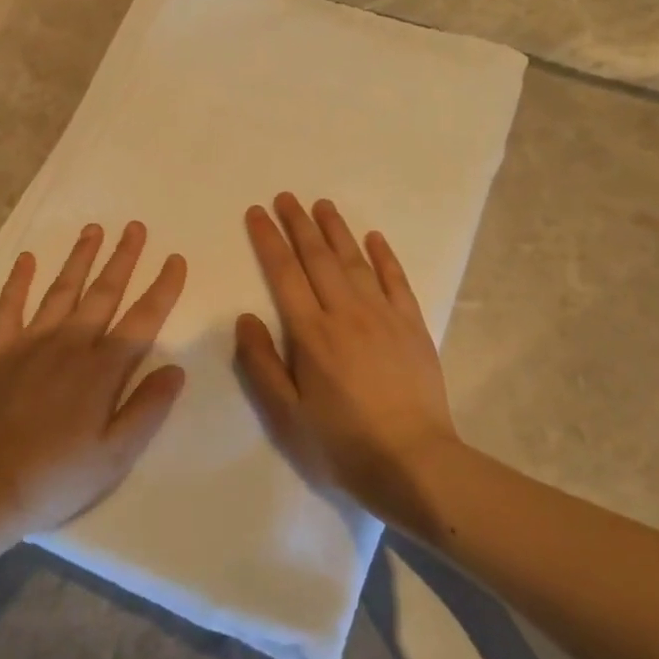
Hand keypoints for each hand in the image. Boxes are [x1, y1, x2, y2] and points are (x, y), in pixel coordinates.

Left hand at [0, 221, 187, 539]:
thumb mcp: (115, 455)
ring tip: (93, 230)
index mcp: (102, 370)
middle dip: (122, 259)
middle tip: (135, 227)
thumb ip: (147, 409)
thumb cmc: (57, 477)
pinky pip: (8, 307)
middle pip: (102, 293)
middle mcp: (69, 345)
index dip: (162, 288)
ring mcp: (30, 344)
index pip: (142, 320)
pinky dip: (17, 281)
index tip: (175, 259)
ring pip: (61, 291)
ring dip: (79, 259)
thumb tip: (176, 369)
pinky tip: (26, 259)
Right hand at [235, 194, 459, 521]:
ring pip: (355, 261)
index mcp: (311, 334)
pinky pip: (396, 280)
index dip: (269, 240)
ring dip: (337, 230)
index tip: (257, 213)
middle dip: (299, 224)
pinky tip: (374, 238)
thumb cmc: (341, 442)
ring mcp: (384, 316)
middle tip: (286, 196)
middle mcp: (346, 313)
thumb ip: (262, 363)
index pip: (284, 274)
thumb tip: (245, 317)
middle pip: (318, 258)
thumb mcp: (286, 414)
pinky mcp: (413, 326)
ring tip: (322, 204)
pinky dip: (384, 256)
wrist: (413, 461)